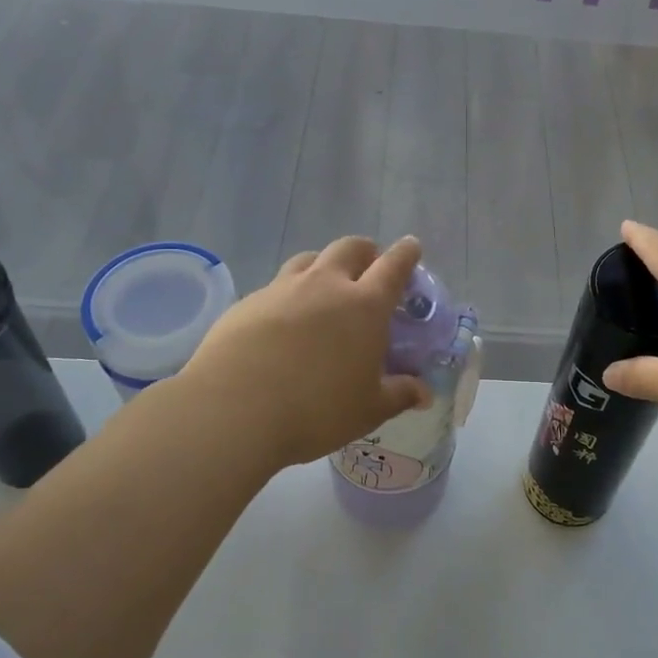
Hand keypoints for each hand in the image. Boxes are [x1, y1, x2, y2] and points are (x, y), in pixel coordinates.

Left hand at [173, 235, 430, 469]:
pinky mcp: (248, 302)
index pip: (394, 265)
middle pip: (350, 248)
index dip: (407, 253)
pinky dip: (289, 294)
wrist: (234, 410)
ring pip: (309, 259)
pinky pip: (277, 286)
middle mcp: (325, 285)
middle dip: (365, 252)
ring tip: (325, 289)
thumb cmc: (316, 410)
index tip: (411, 247)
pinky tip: (283, 323)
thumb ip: (399, 394)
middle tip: (369, 269)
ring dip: (324, 266)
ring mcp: (283, 289)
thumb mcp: (368, 410)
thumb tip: (424, 393)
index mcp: (365, 305)